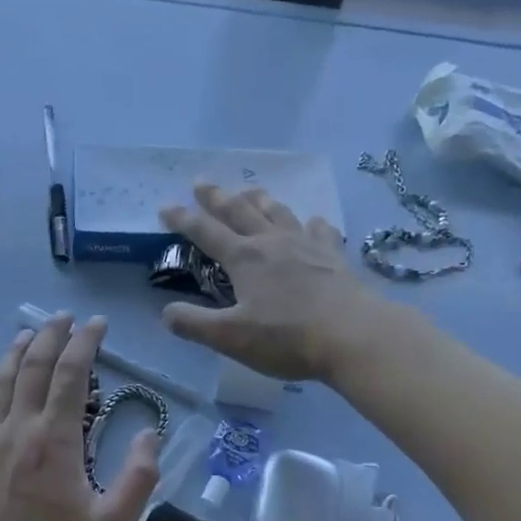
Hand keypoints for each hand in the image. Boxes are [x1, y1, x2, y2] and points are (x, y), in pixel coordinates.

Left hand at [0, 314, 160, 520]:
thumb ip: (138, 476)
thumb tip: (150, 434)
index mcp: (55, 439)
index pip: (71, 373)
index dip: (86, 343)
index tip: (98, 324)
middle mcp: (18, 429)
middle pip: (32, 366)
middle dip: (51, 335)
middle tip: (67, 318)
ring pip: (0, 380)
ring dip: (16, 351)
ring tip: (30, 333)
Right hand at [159, 184, 389, 382]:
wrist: (354, 334)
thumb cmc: (287, 338)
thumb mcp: (231, 338)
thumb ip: (195, 324)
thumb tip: (166, 313)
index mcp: (244, 258)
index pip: (205, 232)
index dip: (183, 220)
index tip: (166, 208)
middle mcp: (273, 242)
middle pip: (240, 211)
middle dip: (217, 197)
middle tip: (202, 182)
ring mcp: (307, 245)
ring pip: (278, 212)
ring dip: (260, 200)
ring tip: (251, 191)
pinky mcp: (334, 256)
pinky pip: (320, 230)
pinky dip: (311, 223)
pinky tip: (312, 222)